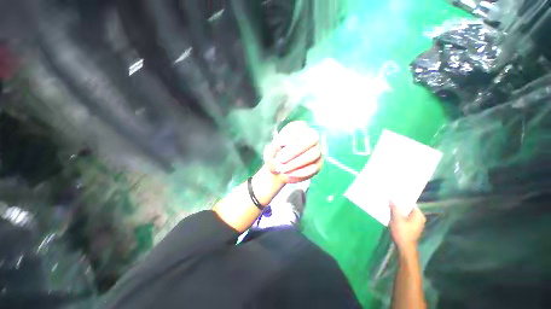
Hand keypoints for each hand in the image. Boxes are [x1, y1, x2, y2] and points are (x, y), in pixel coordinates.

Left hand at [263, 121, 322, 183]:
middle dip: (295, 150)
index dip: (292, 135)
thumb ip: (275, 146)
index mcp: (298, 129)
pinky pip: (313, 167)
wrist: (279, 171)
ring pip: (314, 153)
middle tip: (281, 160)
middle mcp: (311, 137)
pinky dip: (299, 172)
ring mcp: (317, 151)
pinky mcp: (318, 164)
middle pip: (312, 138)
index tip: (280, 144)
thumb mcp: (271, 150)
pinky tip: (289, 174)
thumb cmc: (275, 156)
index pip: (301, 126)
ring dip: (296, 163)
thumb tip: (283, 145)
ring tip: (282, 169)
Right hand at [389, 202, 425, 254]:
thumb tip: (392, 198)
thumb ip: (395, 208)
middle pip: (407, 208)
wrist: (404, 247)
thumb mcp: (397, 219)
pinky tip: (391, 214)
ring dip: (397, 210)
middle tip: (389, 200)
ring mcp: (415, 223)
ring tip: (388, 206)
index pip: (410, 203)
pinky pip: (404, 218)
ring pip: (405, 213)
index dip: (401, 199)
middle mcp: (419, 218)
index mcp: (418, 215)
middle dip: (398, 205)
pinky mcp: (411, 227)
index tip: (393, 195)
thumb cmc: (402, 232)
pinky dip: (398, 215)